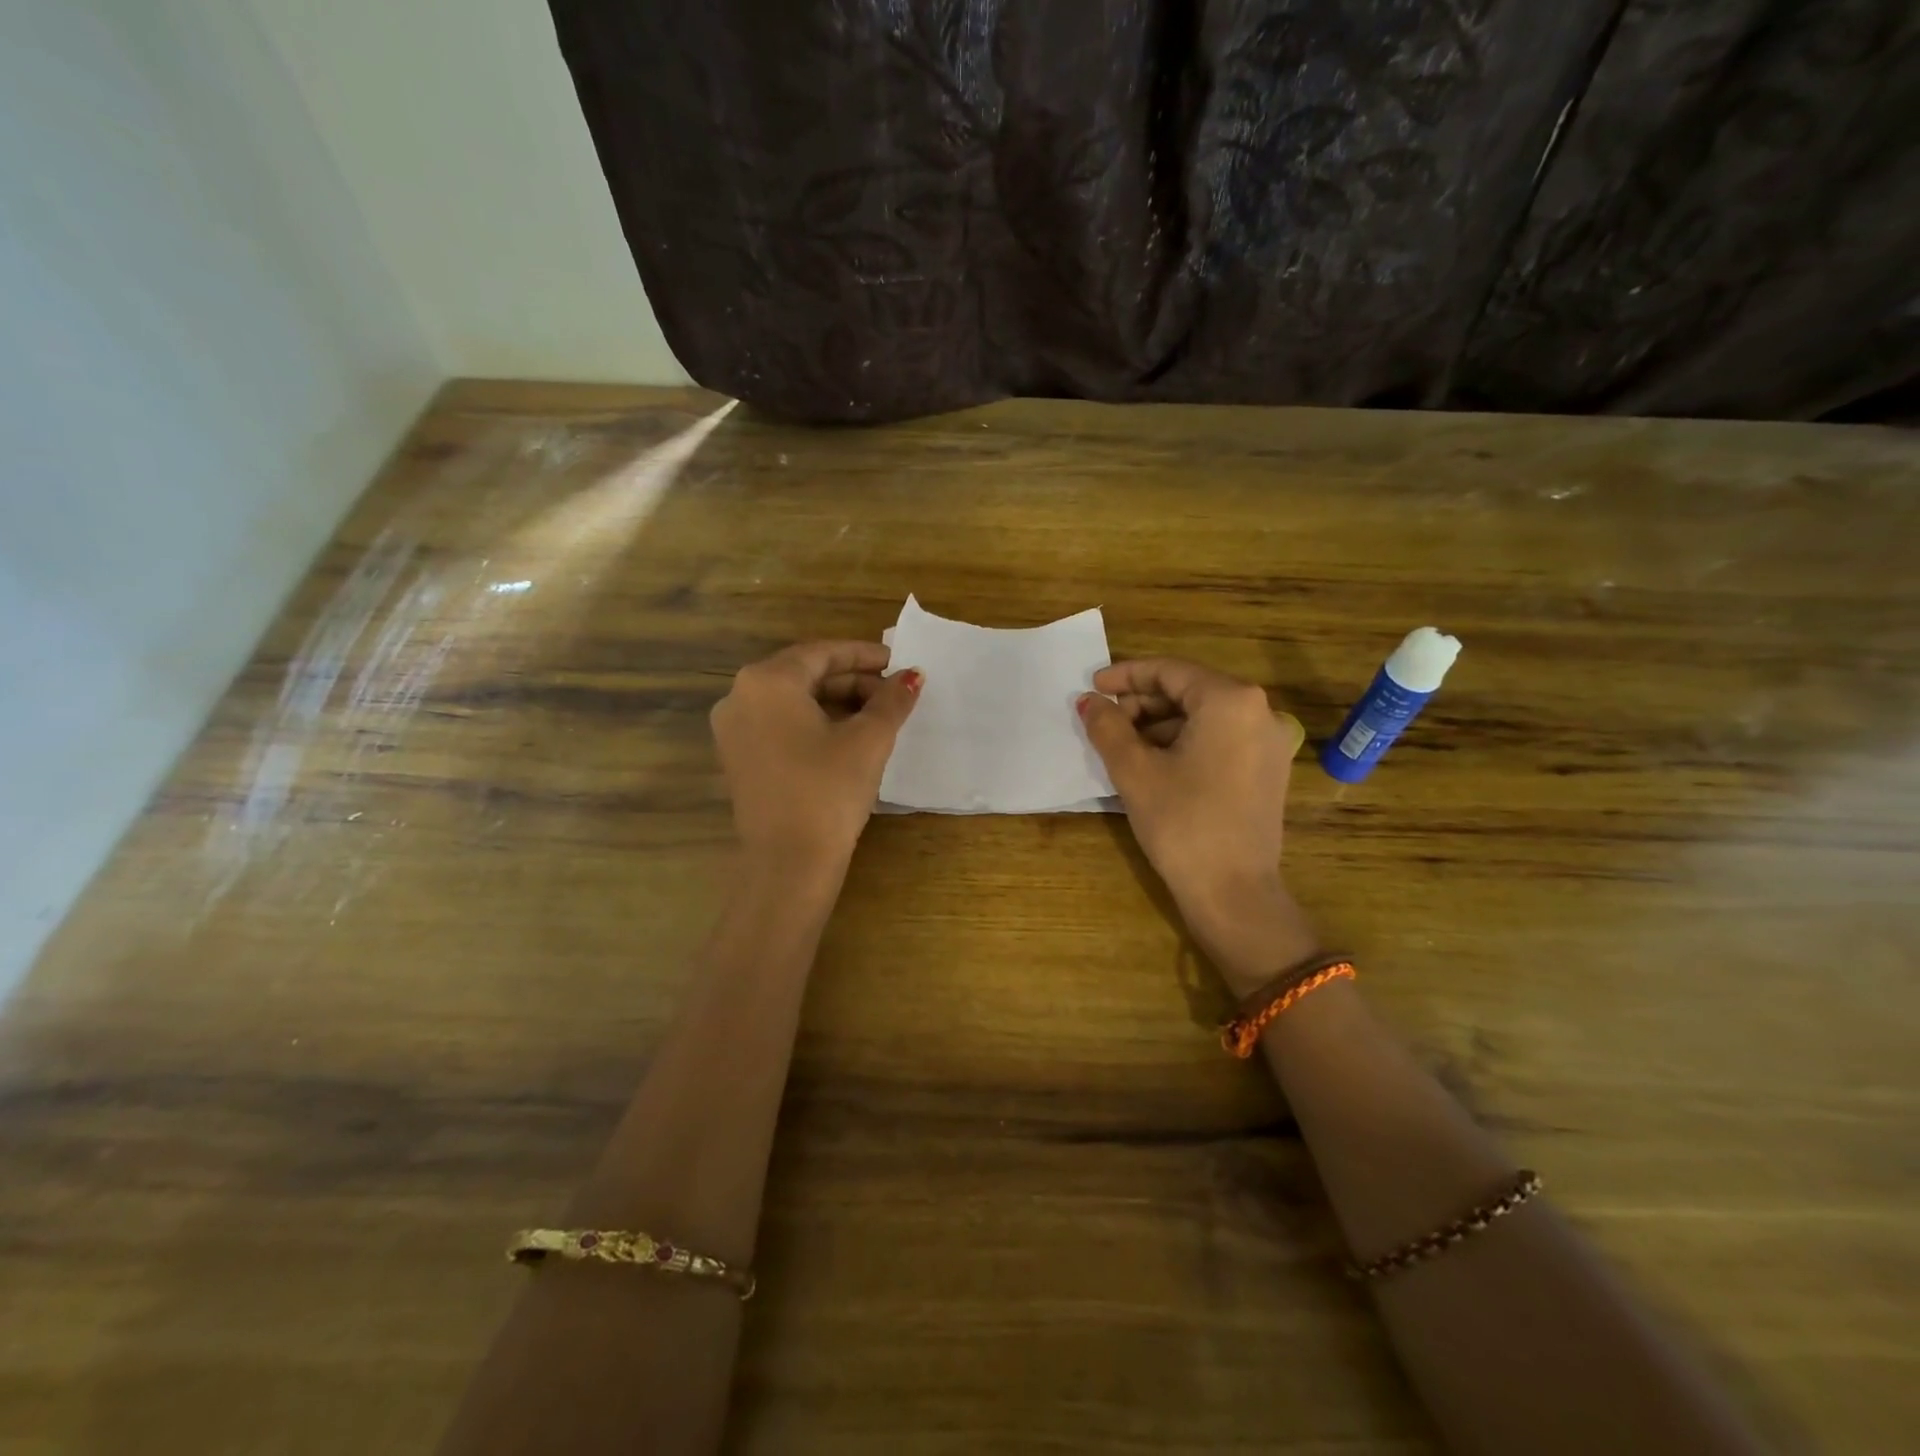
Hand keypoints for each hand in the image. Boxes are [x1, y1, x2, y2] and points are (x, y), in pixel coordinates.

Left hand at [710, 641, 921, 869]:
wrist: (788, 863)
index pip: (822, 653)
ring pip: (792, 701)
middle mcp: (740, 696)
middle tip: (892, 694)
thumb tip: (912, 676)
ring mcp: (733, 730)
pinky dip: (814, 723)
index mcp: (767, 681)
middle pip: (805, 674)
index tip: (898, 662)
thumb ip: (892, 700)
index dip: (865, 655)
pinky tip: (847, 737)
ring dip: (836, 702)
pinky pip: (779, 725)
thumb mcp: (868, 740)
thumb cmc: (829, 790)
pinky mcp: (738, 758)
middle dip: (852, 681)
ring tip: (877, 716)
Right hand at [1079, 659, 1314, 986]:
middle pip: (1189, 691)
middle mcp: (1259, 711)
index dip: (1125, 676)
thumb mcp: (1134, 770)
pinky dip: (1184, 743)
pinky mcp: (1267, 769)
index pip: (1170, 671)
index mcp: (1231, 700)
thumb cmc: (1181, 822)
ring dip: (1160, 725)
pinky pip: (1219, 739)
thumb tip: (1088, 702)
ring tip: (1123, 746)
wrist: (1233, 892)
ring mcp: (1269, 742)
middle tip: (1105, 721)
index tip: (1093, 686)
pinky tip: (1154, 764)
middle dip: (1143, 703)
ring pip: (1203, 717)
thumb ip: (1107, 726)